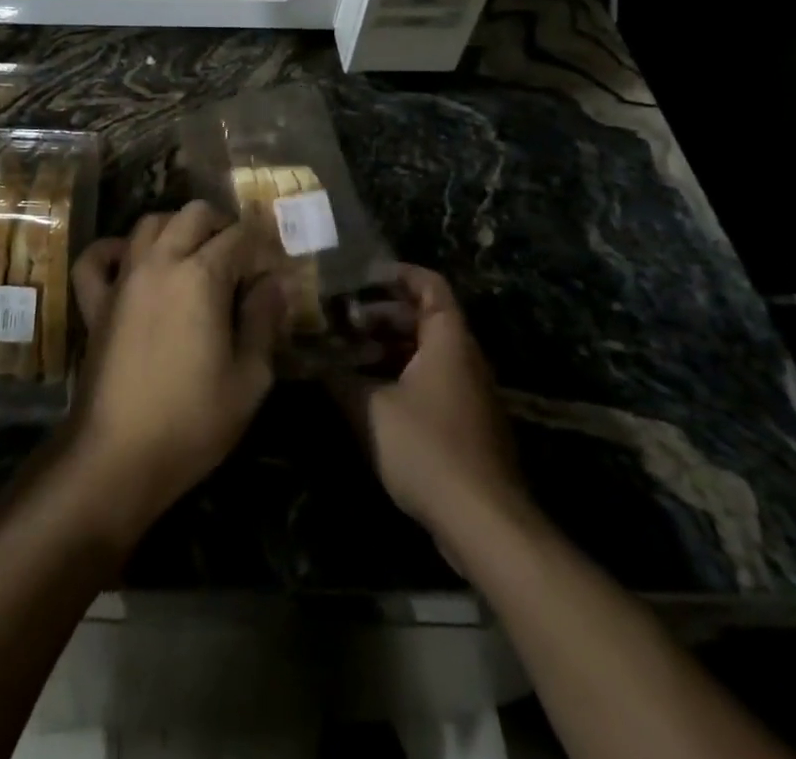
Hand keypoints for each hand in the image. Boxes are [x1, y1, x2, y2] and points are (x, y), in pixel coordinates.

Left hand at [66, 202, 289, 529]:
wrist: (117, 454)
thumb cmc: (192, 420)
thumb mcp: (249, 378)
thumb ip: (264, 321)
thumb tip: (276, 283)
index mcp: (202, 276)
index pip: (239, 236)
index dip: (263, 242)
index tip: (276, 260)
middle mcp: (160, 262)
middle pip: (193, 215)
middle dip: (222, 224)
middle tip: (240, 254)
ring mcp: (123, 278)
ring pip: (148, 224)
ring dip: (176, 228)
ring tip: (194, 253)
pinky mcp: (95, 301)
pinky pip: (96, 258)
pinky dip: (113, 250)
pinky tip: (130, 260)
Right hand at [330, 265, 535, 541]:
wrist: (484, 522)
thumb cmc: (427, 449)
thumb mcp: (370, 408)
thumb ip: (339, 378)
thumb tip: (311, 359)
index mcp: (448, 339)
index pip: (428, 284)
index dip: (396, 273)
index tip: (359, 277)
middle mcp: (464, 357)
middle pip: (424, 316)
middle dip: (381, 313)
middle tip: (341, 318)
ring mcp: (469, 391)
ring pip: (426, 351)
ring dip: (388, 347)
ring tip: (347, 353)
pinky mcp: (467, 422)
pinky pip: (432, 380)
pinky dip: (401, 374)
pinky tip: (368, 392)